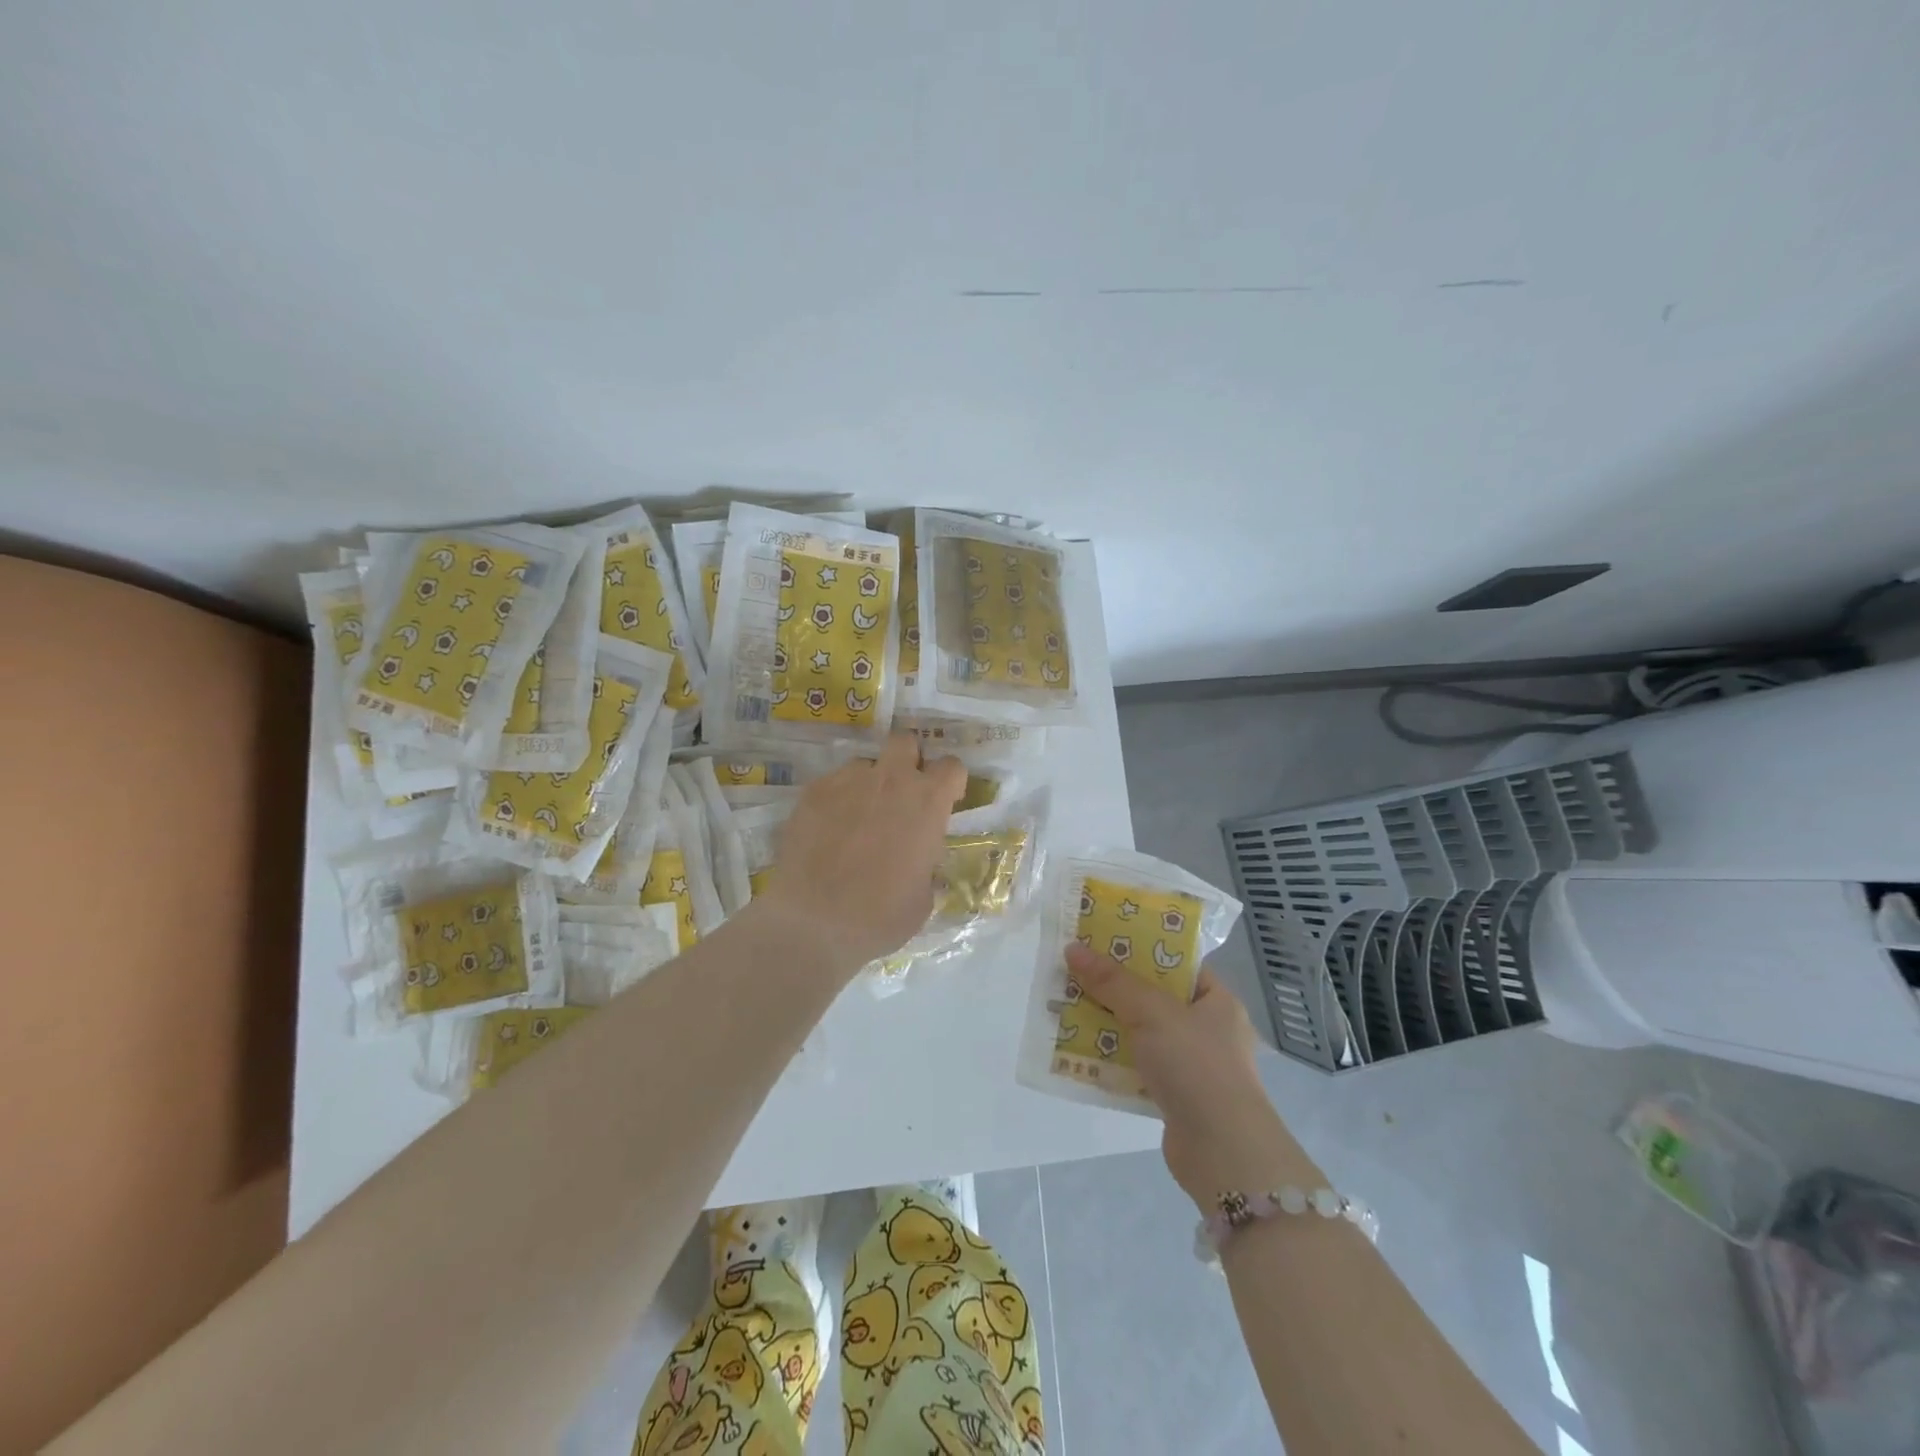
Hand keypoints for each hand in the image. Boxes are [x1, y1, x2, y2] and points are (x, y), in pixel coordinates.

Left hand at [756, 733, 965, 974]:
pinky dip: (837, 800)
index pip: (952, 766)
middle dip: (908, 760)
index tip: (945, 801)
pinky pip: (832, 783)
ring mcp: (847, 781)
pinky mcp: (812, 792)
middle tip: (902, 794)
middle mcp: (890, 780)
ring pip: (865, 764)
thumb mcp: (923, 897)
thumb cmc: (880, 916)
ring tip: (858, 818)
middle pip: (905, 741)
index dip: (950, 782)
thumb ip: (926, 864)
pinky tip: (828, 831)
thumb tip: (918, 861)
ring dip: (869, 783)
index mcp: (927, 802)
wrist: (814, 921)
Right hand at [1068, 944, 1309, 1208]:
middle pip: (1153, 998)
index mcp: (1217, 1001)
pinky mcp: (1175, 1097)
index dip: (1140, 949)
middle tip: (1075, 972)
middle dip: (1114, 988)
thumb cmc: (1196, 1066)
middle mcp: (1208, 1030)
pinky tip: (1079, 1053)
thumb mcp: (1152, 1012)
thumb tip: (1073, 948)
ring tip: (1067, 1007)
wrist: (1223, 1153)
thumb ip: (1112, 981)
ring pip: (1141, 1034)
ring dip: (1107, 1024)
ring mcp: (1192, 1066)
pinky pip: (1137, 1067)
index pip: (1176, 964)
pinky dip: (1112, 1060)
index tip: (1101, 940)